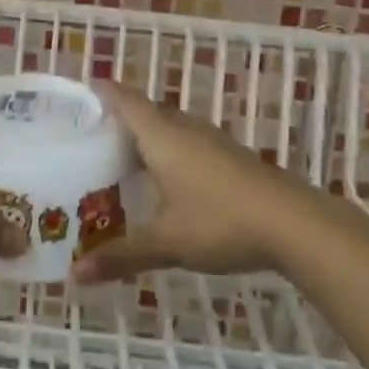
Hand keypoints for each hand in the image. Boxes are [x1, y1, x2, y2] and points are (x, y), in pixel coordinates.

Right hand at [70, 83, 302, 284]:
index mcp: (162, 136)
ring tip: (122, 157)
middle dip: (120, 118)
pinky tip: (166, 180)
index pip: (125, 100)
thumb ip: (121, 256)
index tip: (79, 94)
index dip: (102, 93)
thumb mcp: (167, 242)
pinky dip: (168, 151)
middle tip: (90, 135)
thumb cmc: (221, 222)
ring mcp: (211, 140)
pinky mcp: (229, 156)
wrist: (293, 223)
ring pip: (169, 127)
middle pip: (146, 111)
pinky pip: (187, 142)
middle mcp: (184, 128)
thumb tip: (75, 275)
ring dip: (147, 135)